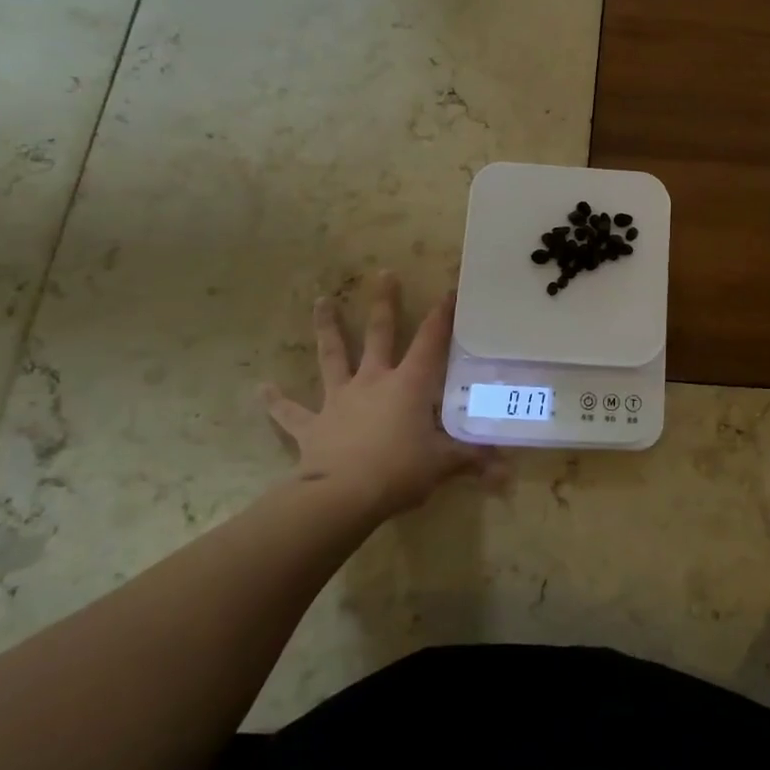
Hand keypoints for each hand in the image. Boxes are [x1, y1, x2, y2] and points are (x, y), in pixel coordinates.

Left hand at [260, 272, 502, 521]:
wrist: (341, 497)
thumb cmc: (399, 471)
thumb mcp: (444, 465)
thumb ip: (474, 461)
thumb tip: (508, 474)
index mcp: (409, 384)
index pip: (431, 341)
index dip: (442, 315)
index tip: (449, 289)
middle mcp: (373, 381)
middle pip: (379, 334)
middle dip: (383, 302)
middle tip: (383, 272)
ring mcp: (339, 400)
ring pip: (332, 356)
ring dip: (327, 328)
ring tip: (320, 300)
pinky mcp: (312, 426)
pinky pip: (291, 412)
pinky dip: (276, 401)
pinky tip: (261, 388)